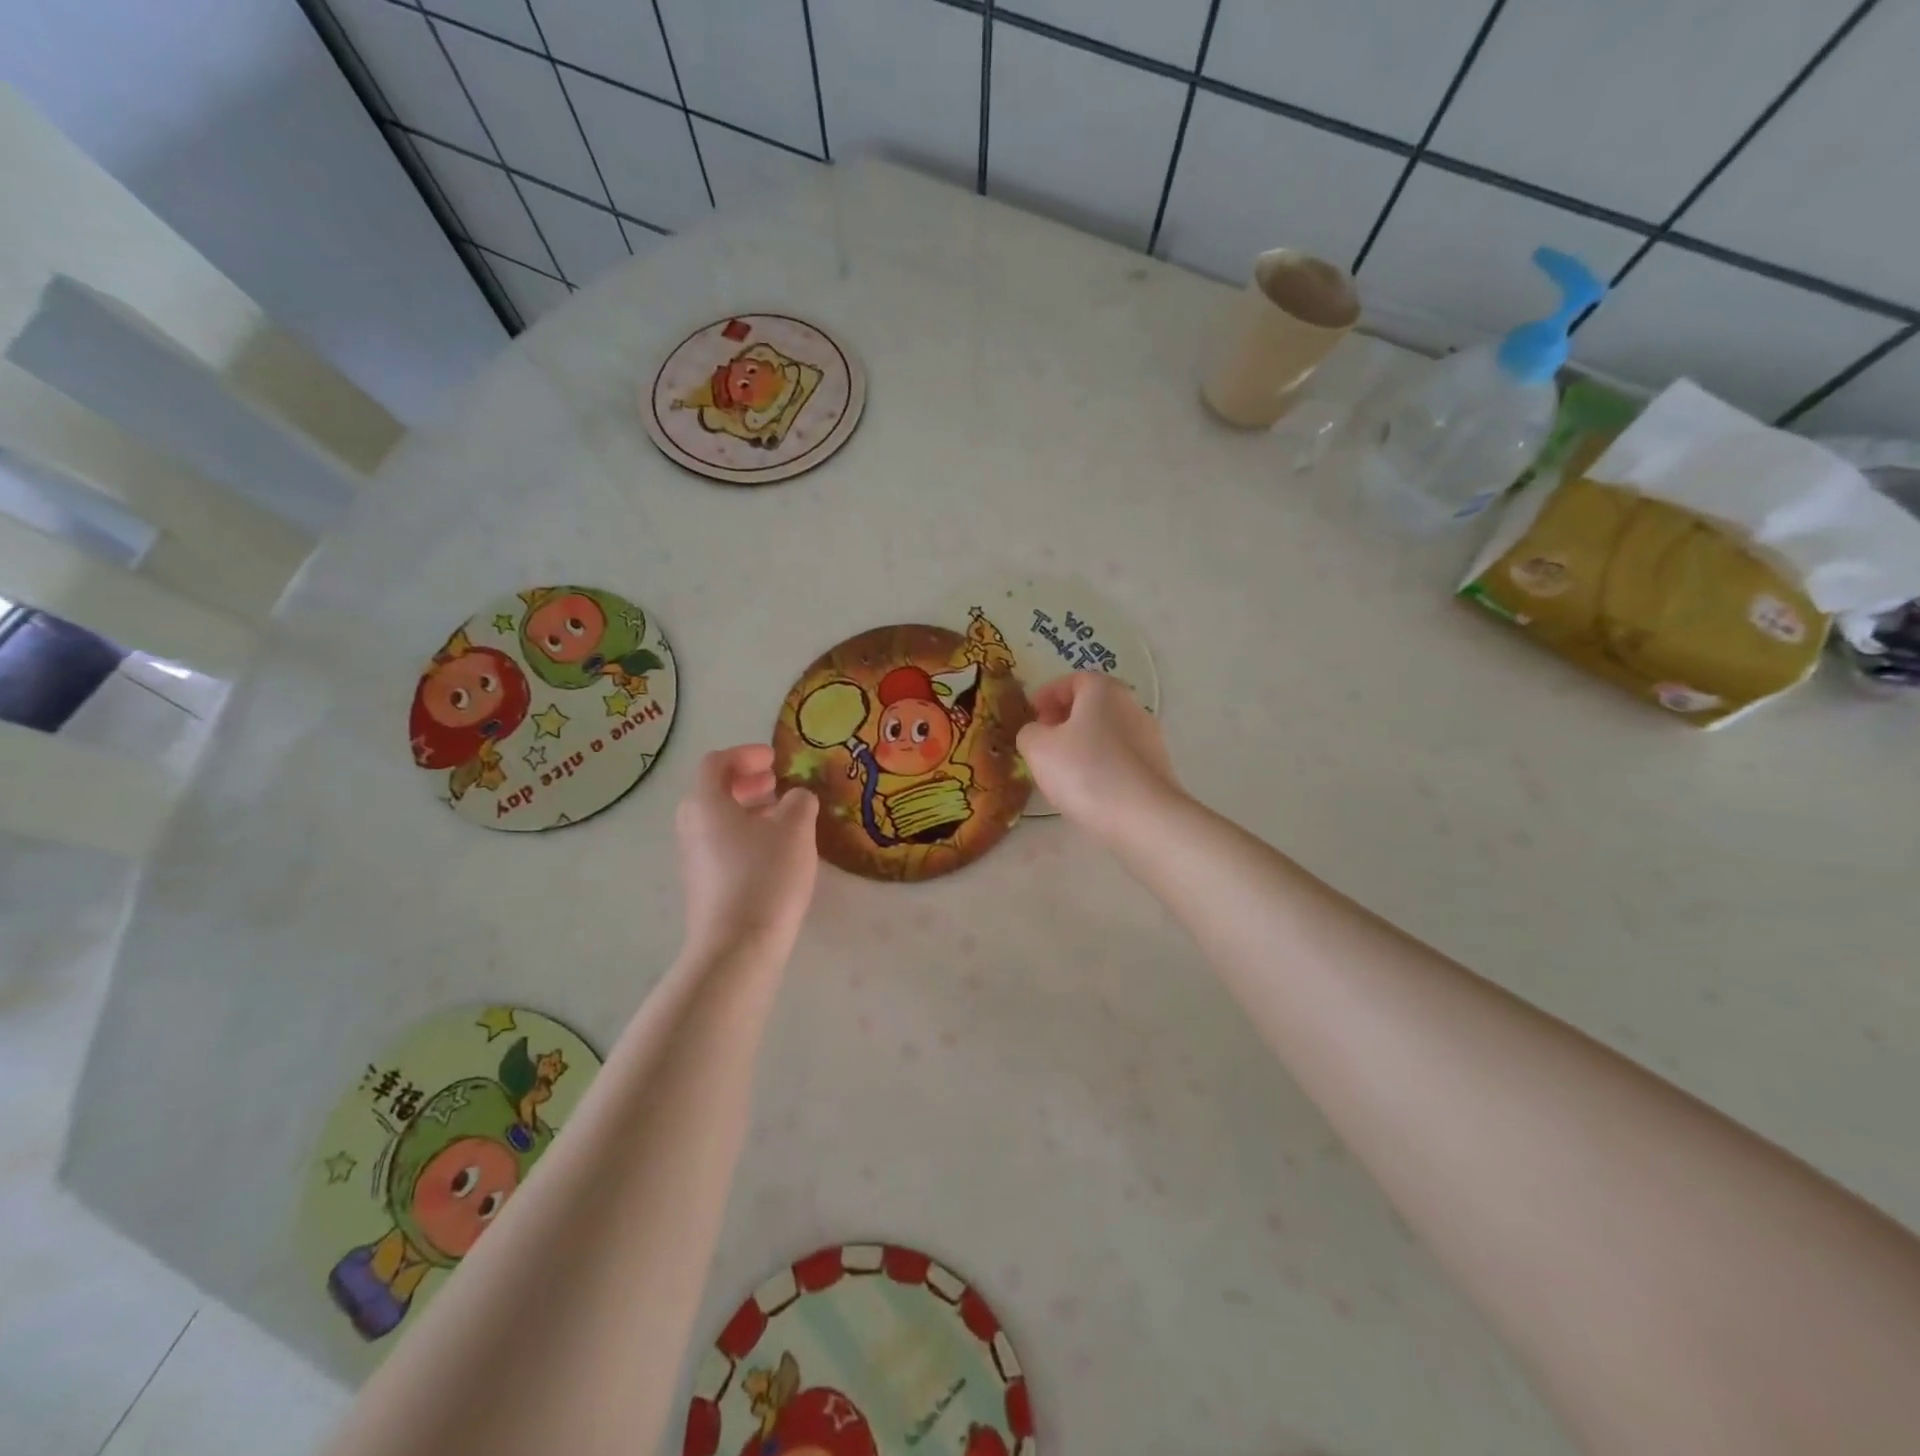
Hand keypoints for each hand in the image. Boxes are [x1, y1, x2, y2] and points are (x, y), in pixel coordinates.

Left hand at [675, 745, 818, 958]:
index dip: (746, 754)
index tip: (775, 759)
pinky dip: (745, 836)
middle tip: (776, 784)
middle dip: (746, 783)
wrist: (737, 947)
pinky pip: (722, 846)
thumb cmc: (765, 876)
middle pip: (713, 792)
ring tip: (782, 818)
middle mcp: (691, 827)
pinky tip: (774, 853)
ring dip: (748, 811)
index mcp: (706, 804)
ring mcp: (694, 859)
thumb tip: (796, 796)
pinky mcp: (703, 886)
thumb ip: (799, 802)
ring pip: (718, 821)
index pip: (716, 763)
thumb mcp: (795, 830)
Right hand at [1016, 673, 1182, 839]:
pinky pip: (1120, 758)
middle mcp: (1132, 706)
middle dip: (1064, 719)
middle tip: (1042, 741)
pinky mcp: (1157, 769)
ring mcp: (1150, 738)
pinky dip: (1100, 765)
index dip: (1048, 694)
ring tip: (1061, 770)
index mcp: (1104, 691)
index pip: (1073, 679)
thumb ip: (1029, 733)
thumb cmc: (1085, 771)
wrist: (1144, 818)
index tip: (1031, 715)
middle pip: (1092, 705)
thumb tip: (1037, 733)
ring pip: (1106, 732)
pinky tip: (1087, 789)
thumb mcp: (1038, 749)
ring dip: (1082, 744)